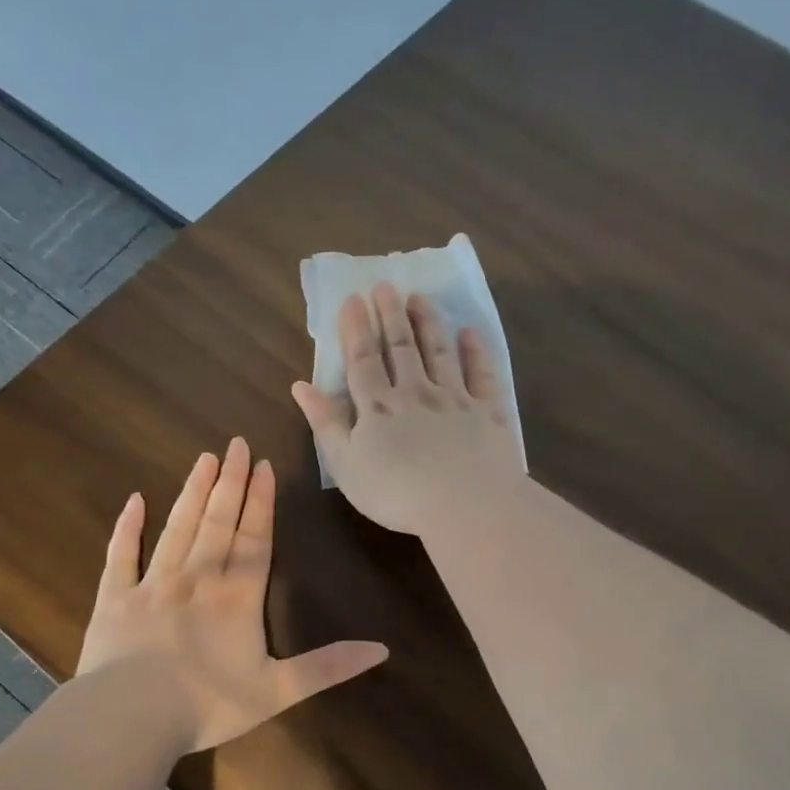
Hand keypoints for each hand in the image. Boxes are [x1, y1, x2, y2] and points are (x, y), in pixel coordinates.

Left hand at [76, 438, 388, 751]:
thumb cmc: (208, 704)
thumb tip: (382, 650)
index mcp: (237, 597)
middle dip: (231, 482)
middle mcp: (197, 578)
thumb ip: (328, 667)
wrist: (131, 717)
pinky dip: (127, 527)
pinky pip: (122, 555)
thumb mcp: (278, 691)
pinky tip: (134, 501)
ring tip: (204, 459)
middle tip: (237, 444)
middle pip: (218, 522)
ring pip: (178, 528)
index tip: (265, 466)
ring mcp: (152, 584)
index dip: (262, 503)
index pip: (255, 539)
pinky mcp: (115, 598)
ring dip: (193, 492)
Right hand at [291, 282, 523, 536]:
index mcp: (378, 407)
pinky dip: (476, 352)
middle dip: (391, 315)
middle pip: (401, 348)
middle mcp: (415, 393)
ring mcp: (455, 399)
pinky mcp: (488, 412)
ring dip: (429, 323)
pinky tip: (470, 333)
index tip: (353, 299)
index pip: (363, 360)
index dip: (356, 329)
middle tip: (386, 285)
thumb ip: (325, 424)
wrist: (465, 505)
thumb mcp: (346, 466)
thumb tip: (301, 386)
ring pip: (440, 352)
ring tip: (421, 298)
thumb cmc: (396, 494)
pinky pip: (482, 375)